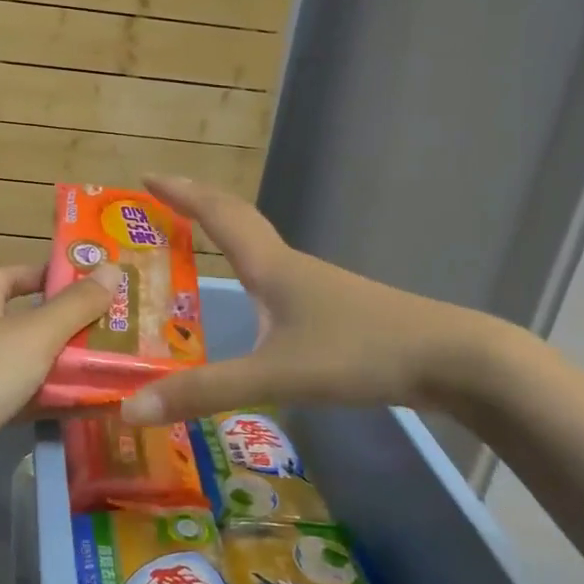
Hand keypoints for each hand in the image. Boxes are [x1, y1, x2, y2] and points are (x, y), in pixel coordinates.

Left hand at [0, 262, 120, 447]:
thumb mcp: (36, 333)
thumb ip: (76, 305)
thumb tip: (113, 268)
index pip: (20, 274)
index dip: (55, 276)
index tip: (96, 284)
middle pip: (29, 319)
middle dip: (71, 325)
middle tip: (118, 328)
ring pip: (30, 361)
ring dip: (66, 365)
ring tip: (114, 365)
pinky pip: (25, 396)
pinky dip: (52, 399)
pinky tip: (89, 404)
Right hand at [121, 176, 501, 424]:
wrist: (452, 359)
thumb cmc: (358, 353)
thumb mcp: (274, 375)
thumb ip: (203, 392)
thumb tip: (131, 408)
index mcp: (270, 267)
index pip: (216, 214)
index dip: (180, 193)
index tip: (146, 175)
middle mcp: (289, 266)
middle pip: (238, 220)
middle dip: (197, 204)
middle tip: (161, 198)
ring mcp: (316, 287)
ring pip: (260, 247)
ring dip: (224, 232)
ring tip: (194, 239)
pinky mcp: (334, 310)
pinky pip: (276, 276)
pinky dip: (249, 268)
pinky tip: (252, 297)